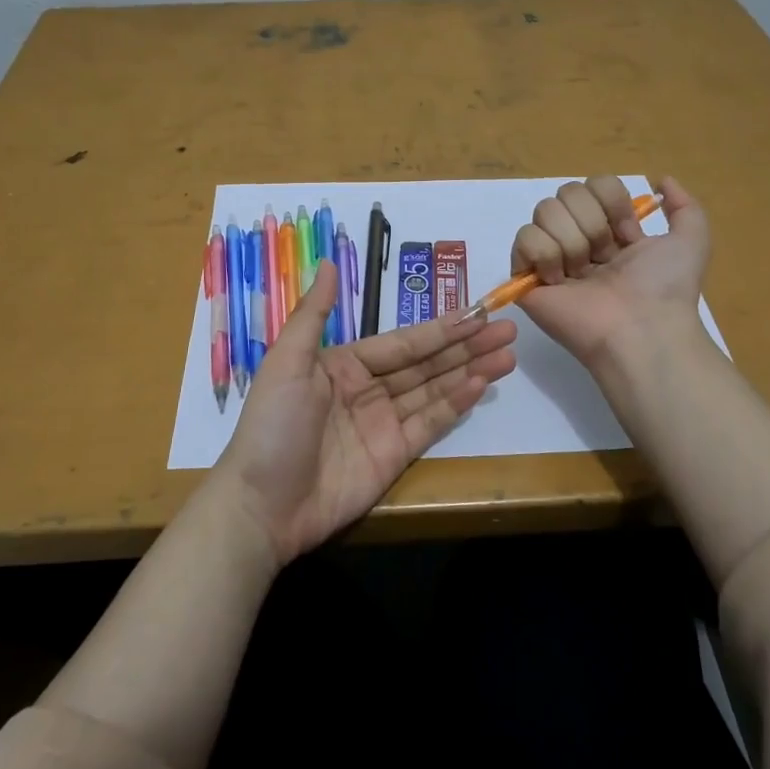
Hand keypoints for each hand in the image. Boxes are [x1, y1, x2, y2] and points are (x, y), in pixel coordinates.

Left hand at [211, 261, 517, 565]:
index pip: (402, 342)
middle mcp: (368, 389)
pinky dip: (455, 405)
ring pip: (434, 390)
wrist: (261, 506)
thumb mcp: (286, 362)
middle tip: (507, 329)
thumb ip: (314, 314)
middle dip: (465, 346)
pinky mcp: (393, 456)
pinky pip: (429, 424)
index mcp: (344, 363)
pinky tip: (480, 385)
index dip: (439, 328)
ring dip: (469, 371)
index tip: (476, 313)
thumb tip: (330, 262)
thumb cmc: (272, 426)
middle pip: (425, 363)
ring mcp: (383, 424)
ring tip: (507, 355)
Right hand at [512, 174, 710, 366]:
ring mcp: (549, 257)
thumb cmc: (664, 288)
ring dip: (571, 241)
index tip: (628, 235)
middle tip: (604, 258)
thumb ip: (685, 206)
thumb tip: (662, 180)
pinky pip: (523, 237)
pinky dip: (544, 254)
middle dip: (592, 223)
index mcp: (611, 231)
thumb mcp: (692, 241)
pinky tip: (558, 280)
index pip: (595, 184)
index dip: (613, 203)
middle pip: (567, 192)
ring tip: (582, 274)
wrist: (640, 329)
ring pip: (545, 210)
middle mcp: (578, 239)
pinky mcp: (525, 275)